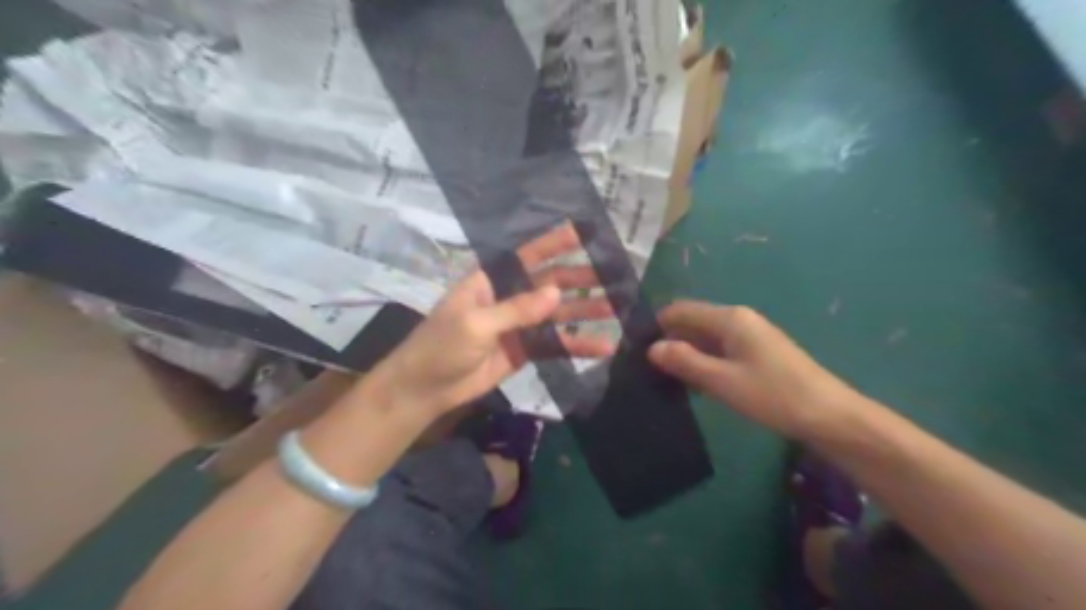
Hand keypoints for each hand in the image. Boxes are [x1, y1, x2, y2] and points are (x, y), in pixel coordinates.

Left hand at [370, 224, 614, 419]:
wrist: (424, 390)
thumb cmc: (441, 346)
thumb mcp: (475, 323)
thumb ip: (516, 309)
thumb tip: (556, 293)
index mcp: (491, 281)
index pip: (527, 256)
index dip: (554, 243)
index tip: (583, 233)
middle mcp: (508, 297)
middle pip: (549, 283)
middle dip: (580, 279)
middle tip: (613, 276)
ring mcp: (518, 325)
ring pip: (557, 314)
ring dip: (585, 311)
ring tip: (617, 308)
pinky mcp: (525, 351)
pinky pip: (555, 344)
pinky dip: (577, 345)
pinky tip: (602, 347)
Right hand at [644, 300, 866, 437]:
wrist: (829, 416)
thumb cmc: (773, 395)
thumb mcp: (722, 381)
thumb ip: (685, 361)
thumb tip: (652, 348)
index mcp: (729, 318)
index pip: (680, 310)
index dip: (657, 326)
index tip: (638, 351)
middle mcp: (738, 319)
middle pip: (692, 322)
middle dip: (670, 342)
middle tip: (649, 370)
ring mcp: (749, 336)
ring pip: (705, 338)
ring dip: (687, 355)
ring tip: (666, 380)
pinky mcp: (757, 352)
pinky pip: (720, 350)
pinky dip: (704, 362)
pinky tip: (695, 385)